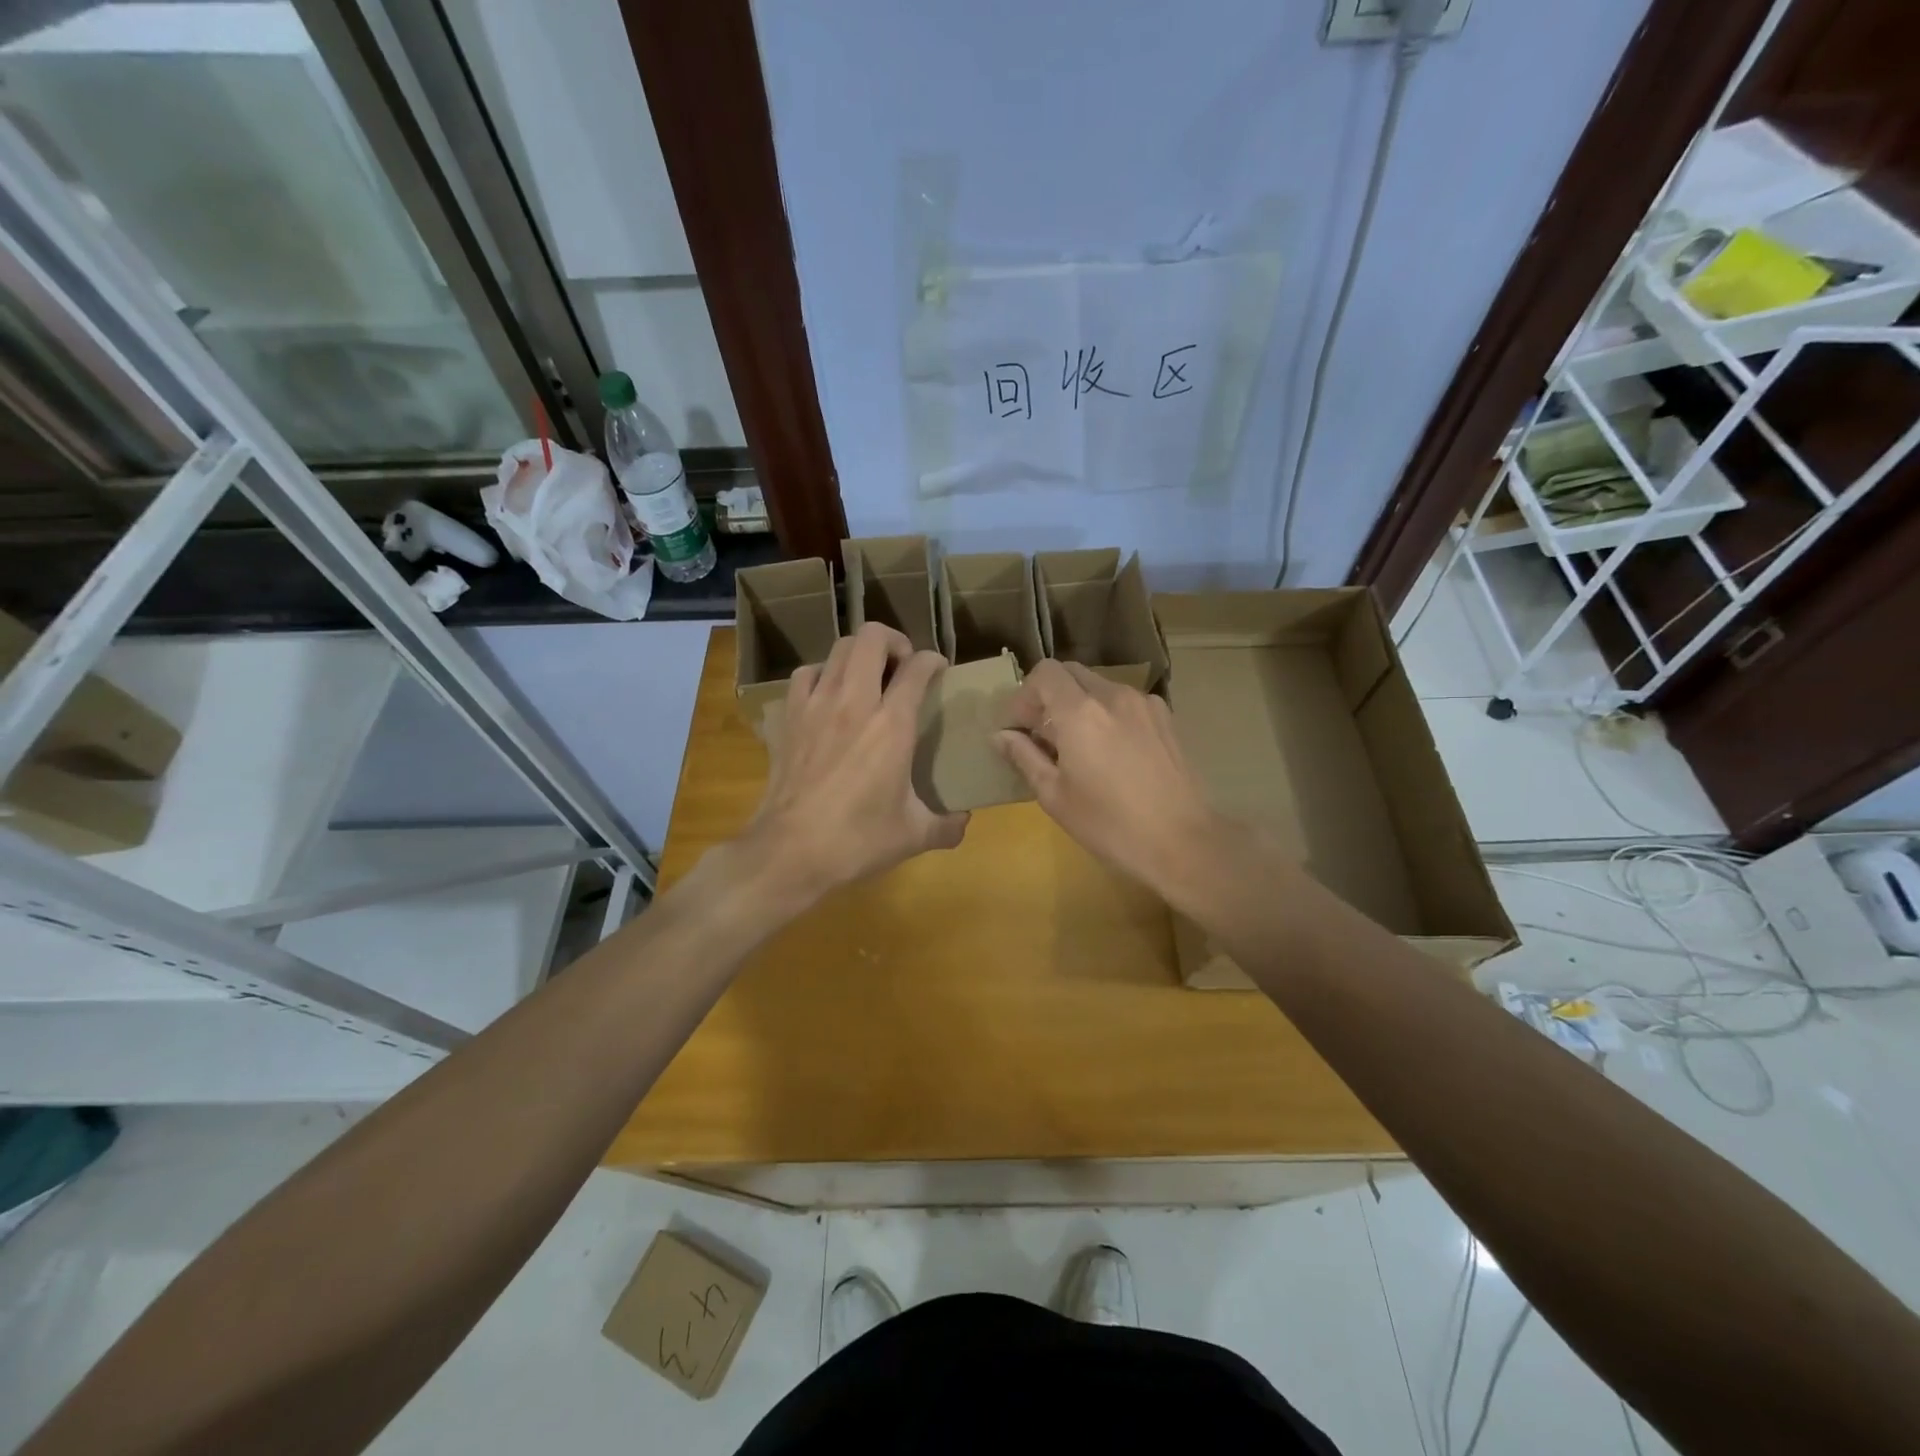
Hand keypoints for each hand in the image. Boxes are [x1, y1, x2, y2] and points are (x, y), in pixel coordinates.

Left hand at [742, 622, 967, 902]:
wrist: (790, 851)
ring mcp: (815, 705)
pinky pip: (806, 675)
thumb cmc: (857, 840)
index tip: (938, 670)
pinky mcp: (788, 717)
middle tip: (902, 666)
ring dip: (859, 655)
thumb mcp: (913, 835)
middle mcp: (854, 702)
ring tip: (868, 677)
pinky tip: (828, 696)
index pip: (917, 668)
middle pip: (872, 638)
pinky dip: (822, 675)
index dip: (932, 661)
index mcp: (892, 725)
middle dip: (894, 641)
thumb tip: (965, 822)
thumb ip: (947, 825)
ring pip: (838, 649)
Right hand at [994, 660, 1226, 902]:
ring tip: (1077, 747)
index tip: (1021, 728)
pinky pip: (1125, 703)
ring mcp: (1144, 704)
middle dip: (1050, 697)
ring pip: (1099, 686)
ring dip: (1079, 705)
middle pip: (1071, 673)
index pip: (1045, 673)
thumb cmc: (1109, 824)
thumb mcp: (1055, 796)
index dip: (1025, 694)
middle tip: (1043, 736)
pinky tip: (1111, 753)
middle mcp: (1113, 695)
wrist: (1181, 841)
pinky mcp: (1165, 718)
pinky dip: (1107, 715)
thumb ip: (1025, 757)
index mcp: (1080, 712)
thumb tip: (999, 736)